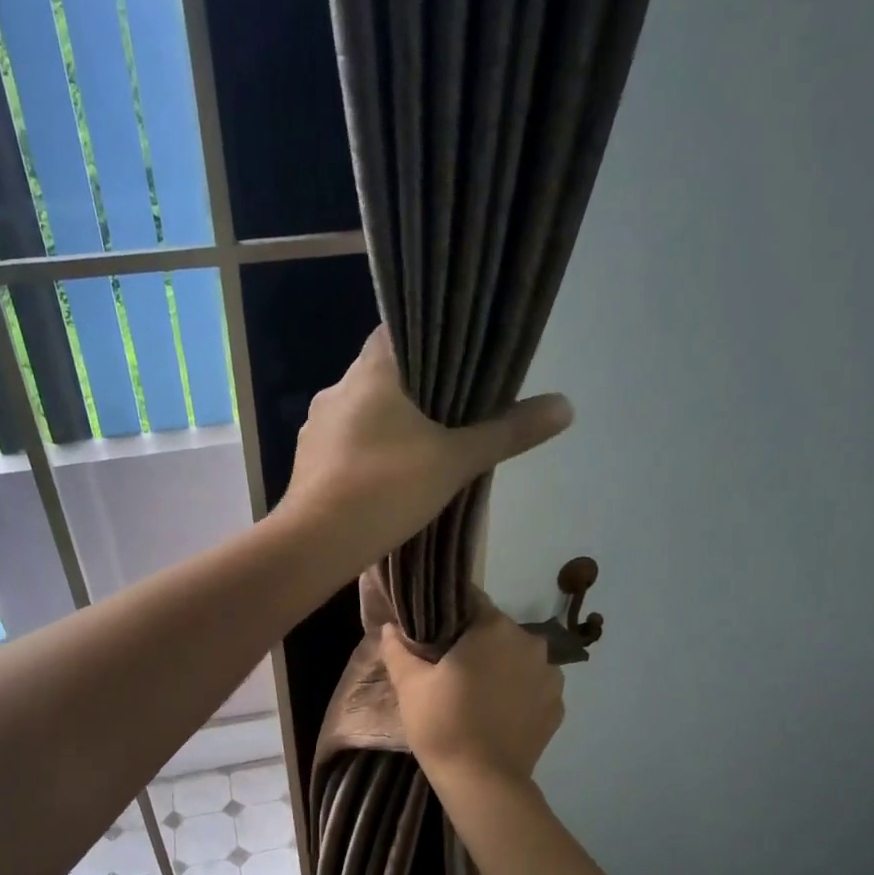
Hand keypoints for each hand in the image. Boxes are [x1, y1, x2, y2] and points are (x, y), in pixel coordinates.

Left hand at [277, 326, 571, 571]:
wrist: (316, 544)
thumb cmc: (386, 489)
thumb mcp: (456, 460)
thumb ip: (507, 432)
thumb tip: (566, 405)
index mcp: (370, 372)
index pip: (397, 329)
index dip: (428, 336)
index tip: (457, 352)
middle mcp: (336, 390)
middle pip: (381, 373)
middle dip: (414, 387)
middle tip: (452, 405)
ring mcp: (315, 427)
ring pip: (361, 411)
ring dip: (388, 422)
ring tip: (425, 443)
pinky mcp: (307, 462)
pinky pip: (345, 443)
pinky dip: (367, 451)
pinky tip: (387, 475)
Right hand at [379, 596, 564, 789]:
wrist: (483, 783)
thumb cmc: (443, 724)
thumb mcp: (410, 685)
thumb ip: (399, 649)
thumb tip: (390, 627)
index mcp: (495, 629)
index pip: (473, 602)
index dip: (451, 614)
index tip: (435, 633)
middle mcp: (531, 643)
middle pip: (498, 631)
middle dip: (477, 642)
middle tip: (451, 666)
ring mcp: (550, 676)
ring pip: (519, 659)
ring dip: (502, 666)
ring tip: (478, 692)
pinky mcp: (558, 707)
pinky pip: (534, 687)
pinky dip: (519, 692)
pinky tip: (499, 712)